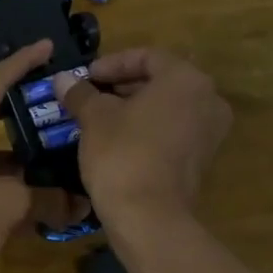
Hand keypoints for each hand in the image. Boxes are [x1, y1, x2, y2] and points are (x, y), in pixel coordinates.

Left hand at [0, 40, 84, 272]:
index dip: (22, 63)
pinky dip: (9, 184)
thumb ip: (45, 197)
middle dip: (25, 112)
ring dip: (21, 156)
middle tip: (59, 106)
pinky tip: (37, 197)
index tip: (48, 46)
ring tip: (58, 155)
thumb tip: (79, 203)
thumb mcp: (7, 204)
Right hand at [53, 48, 230, 225]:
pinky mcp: (202, 160)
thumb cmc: (122, 154)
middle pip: (161, 81)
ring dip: (135, 109)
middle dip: (123, 86)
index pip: (147, 56)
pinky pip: (173, 132)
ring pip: (168, 108)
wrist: (148, 216)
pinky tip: (119, 141)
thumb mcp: (94, 118)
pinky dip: (148, 129)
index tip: (85, 77)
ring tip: (100, 118)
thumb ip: (80, 93)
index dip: (112, 63)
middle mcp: (208, 99)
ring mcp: (209, 132)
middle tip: (91, 96)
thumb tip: (63, 79)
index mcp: (186, 79)